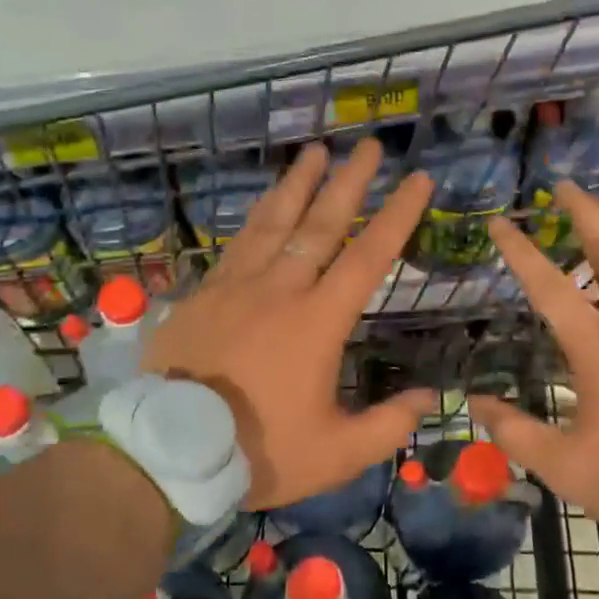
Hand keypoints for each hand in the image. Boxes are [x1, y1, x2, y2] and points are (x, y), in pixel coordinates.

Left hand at [144, 139, 436, 509]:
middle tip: (368, 145)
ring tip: (316, 151)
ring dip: (299, 183)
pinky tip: (264, 201)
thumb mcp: (335, 454)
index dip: (398, 215)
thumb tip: (429, 397)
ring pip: (274, 221)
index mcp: (318, 321)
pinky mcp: (204, 293)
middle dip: (350, 181)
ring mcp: (237, 285)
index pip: (369, 256)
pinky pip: (238, 242)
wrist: (168, 450)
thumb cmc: (258, 450)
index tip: (418, 179)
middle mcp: (281, 289)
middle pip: (322, 223)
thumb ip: (387, 425)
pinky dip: (257, 215)